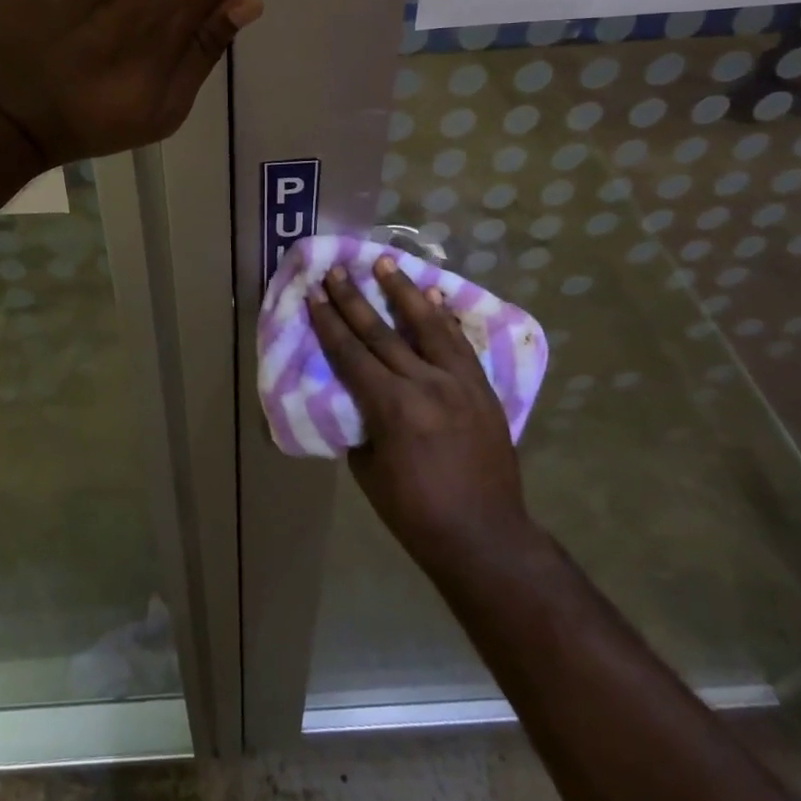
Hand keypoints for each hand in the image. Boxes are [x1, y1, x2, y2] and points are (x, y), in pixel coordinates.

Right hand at [308, 257, 530, 576]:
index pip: (351, 353)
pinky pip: (459, 343)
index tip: (315, 293)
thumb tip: (356, 392)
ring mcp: (460, 383)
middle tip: (337, 270)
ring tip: (385, 263)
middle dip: (354, 299)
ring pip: (427, 326)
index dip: (329, 322)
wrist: (485, 537)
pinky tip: (433, 297)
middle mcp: (426, 384)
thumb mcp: (368, 469)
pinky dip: (443, 318)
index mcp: (392, 408)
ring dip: (402, 292)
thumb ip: (361, 422)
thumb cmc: (415, 512)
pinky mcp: (482, 388)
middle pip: (382, 333)